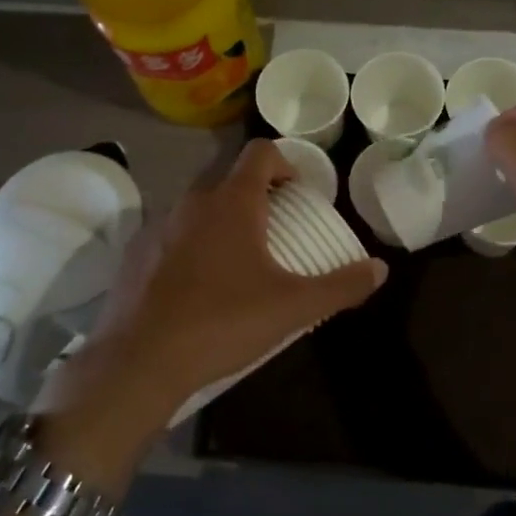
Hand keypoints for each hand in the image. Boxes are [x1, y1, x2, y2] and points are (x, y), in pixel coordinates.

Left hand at [60, 140, 386, 431]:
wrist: (138, 363)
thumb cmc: (222, 323)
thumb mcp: (292, 308)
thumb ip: (340, 285)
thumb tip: (380, 269)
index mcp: (232, 201)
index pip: (261, 152)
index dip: (286, 163)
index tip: (299, 196)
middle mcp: (193, 201)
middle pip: (231, 179)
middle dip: (258, 197)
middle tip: (277, 233)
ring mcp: (158, 226)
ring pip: (199, 208)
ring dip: (223, 221)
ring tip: (238, 263)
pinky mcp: (134, 254)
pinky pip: (172, 235)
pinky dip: (191, 246)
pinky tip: (197, 287)